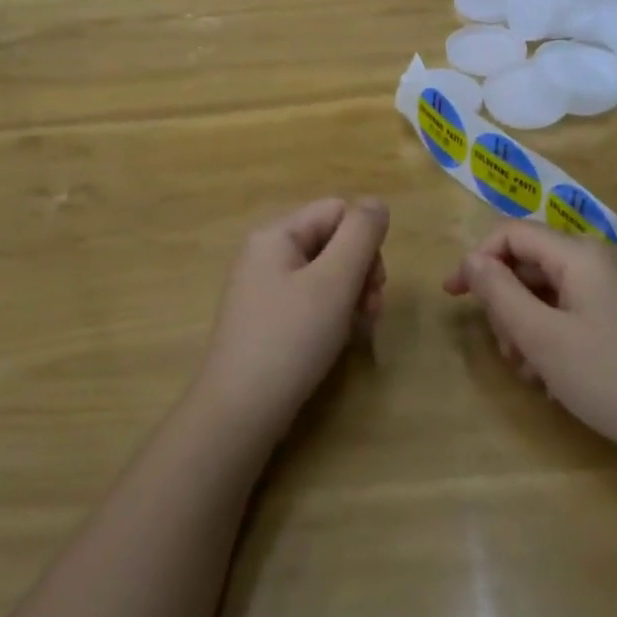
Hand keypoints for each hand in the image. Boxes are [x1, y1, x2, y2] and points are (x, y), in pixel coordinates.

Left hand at [195, 197, 389, 441]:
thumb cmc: (290, 339)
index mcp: (276, 234)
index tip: (375, 282)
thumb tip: (377, 203)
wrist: (239, 413)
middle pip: (333, 241)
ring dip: (352, 296)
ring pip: (326, 273)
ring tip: (360, 330)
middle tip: (371, 310)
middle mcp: (266, 253)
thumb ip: (361, 235)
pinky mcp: (267, 319)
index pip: (338, 211)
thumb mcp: (334, 281)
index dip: (365, 241)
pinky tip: (340, 340)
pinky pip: (310, 300)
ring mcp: (264, 288)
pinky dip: (332, 314)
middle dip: (361, 272)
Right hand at [444, 221, 616, 466]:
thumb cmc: (608, 377)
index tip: (453, 296)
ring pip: (550, 290)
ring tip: (530, 373)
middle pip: (531, 263)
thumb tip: (472, 260)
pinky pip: (574, 309)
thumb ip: (499, 292)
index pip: (512, 234)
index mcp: (579, 253)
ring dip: (528, 325)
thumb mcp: (540, 336)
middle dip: (507, 303)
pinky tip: (555, 377)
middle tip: (505, 351)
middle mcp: (599, 258)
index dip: (477, 260)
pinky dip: (554, 334)